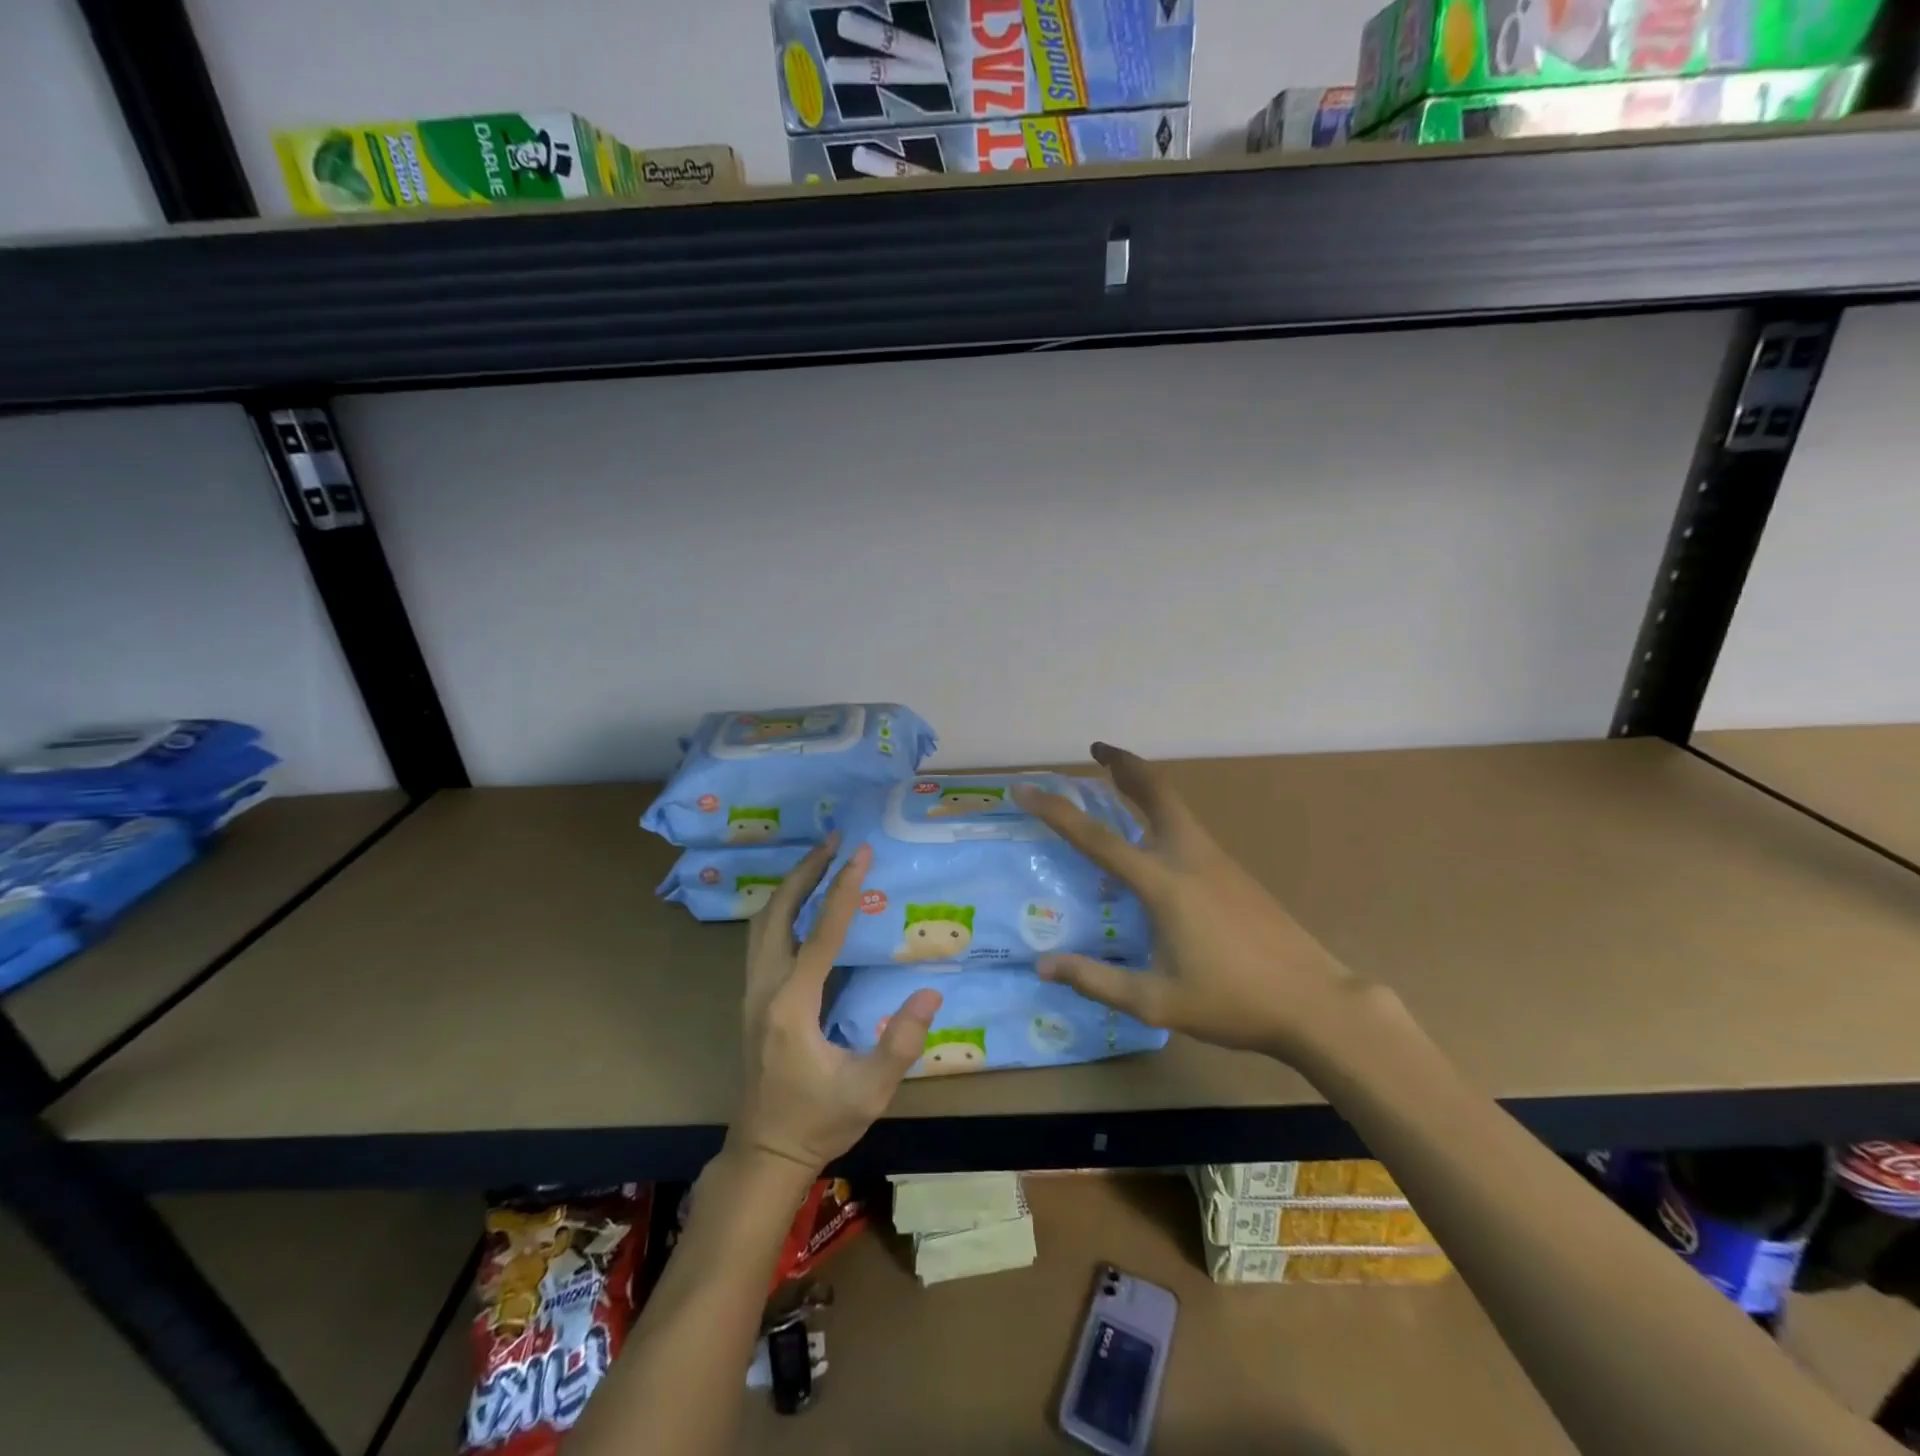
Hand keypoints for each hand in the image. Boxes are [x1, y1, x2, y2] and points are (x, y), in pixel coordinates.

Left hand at [732, 837, 942, 1174]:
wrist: (766, 1152)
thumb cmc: (819, 1121)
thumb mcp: (869, 1090)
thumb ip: (901, 1043)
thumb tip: (930, 991)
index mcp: (792, 1006)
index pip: (820, 933)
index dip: (842, 889)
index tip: (860, 852)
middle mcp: (766, 988)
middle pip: (777, 913)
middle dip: (805, 871)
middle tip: (834, 841)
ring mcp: (753, 992)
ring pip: (763, 922)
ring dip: (790, 886)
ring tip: (820, 860)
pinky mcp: (754, 999)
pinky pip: (763, 938)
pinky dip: (782, 908)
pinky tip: (803, 904)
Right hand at [1012, 744, 1352, 1056]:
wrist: (1317, 1002)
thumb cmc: (1233, 1003)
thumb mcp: (1156, 1002)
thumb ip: (1097, 981)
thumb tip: (1044, 965)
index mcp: (1163, 884)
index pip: (1097, 838)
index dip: (1056, 811)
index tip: (1025, 790)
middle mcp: (1189, 858)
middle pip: (1155, 791)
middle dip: (1124, 763)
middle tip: (1097, 749)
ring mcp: (1218, 861)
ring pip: (1175, 805)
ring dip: (1144, 784)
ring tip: (1118, 781)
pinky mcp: (1235, 872)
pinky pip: (1189, 826)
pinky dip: (1163, 811)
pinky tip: (1155, 839)